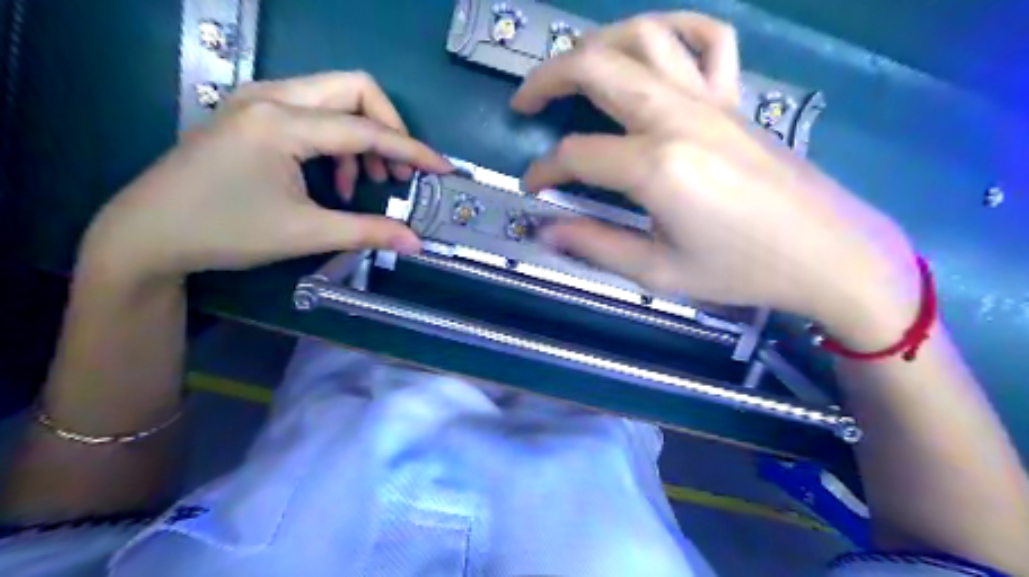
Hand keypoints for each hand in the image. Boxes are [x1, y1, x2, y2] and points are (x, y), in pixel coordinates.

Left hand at [80, 72, 449, 283]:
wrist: (148, 234)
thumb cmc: (224, 231)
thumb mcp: (305, 233)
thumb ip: (368, 232)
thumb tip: (416, 242)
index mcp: (282, 122)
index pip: (366, 128)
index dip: (412, 150)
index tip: (442, 169)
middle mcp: (271, 97)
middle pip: (354, 88)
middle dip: (389, 127)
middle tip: (398, 172)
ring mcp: (258, 101)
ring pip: (334, 97)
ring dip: (362, 136)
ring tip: (366, 180)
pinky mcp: (253, 114)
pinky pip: (313, 112)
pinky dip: (337, 141)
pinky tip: (334, 178)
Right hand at [515, 11, 914, 328]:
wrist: (825, 253)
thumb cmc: (741, 271)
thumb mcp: (658, 272)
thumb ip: (595, 245)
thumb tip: (544, 230)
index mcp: (657, 166)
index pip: (577, 155)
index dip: (544, 171)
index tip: (534, 189)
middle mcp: (678, 117)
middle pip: (598, 68)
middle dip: (549, 78)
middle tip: (525, 101)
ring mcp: (711, 99)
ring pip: (645, 37)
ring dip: (599, 43)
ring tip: (576, 68)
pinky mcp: (735, 98)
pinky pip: (708, 39)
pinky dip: (675, 29)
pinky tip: (654, 46)